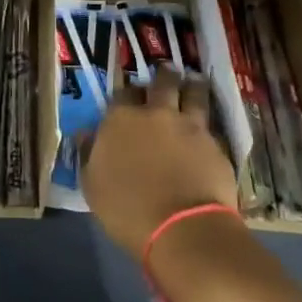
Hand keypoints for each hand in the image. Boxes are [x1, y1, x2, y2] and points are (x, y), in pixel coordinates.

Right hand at [81, 69, 238, 255]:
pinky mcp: (215, 144)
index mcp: (121, 120)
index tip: (131, 95)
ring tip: (194, 82)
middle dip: (164, 76)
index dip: (127, 92)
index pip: (123, 92)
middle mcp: (156, 113)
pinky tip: (209, 126)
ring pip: (194, 93)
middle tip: (167, 73)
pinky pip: (211, 124)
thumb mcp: (92, 186)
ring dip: (193, 86)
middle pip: (162, 82)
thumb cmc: (128, 210)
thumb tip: (86, 134)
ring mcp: (189, 126)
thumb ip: (89, 154)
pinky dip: (209, 122)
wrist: (182, 229)